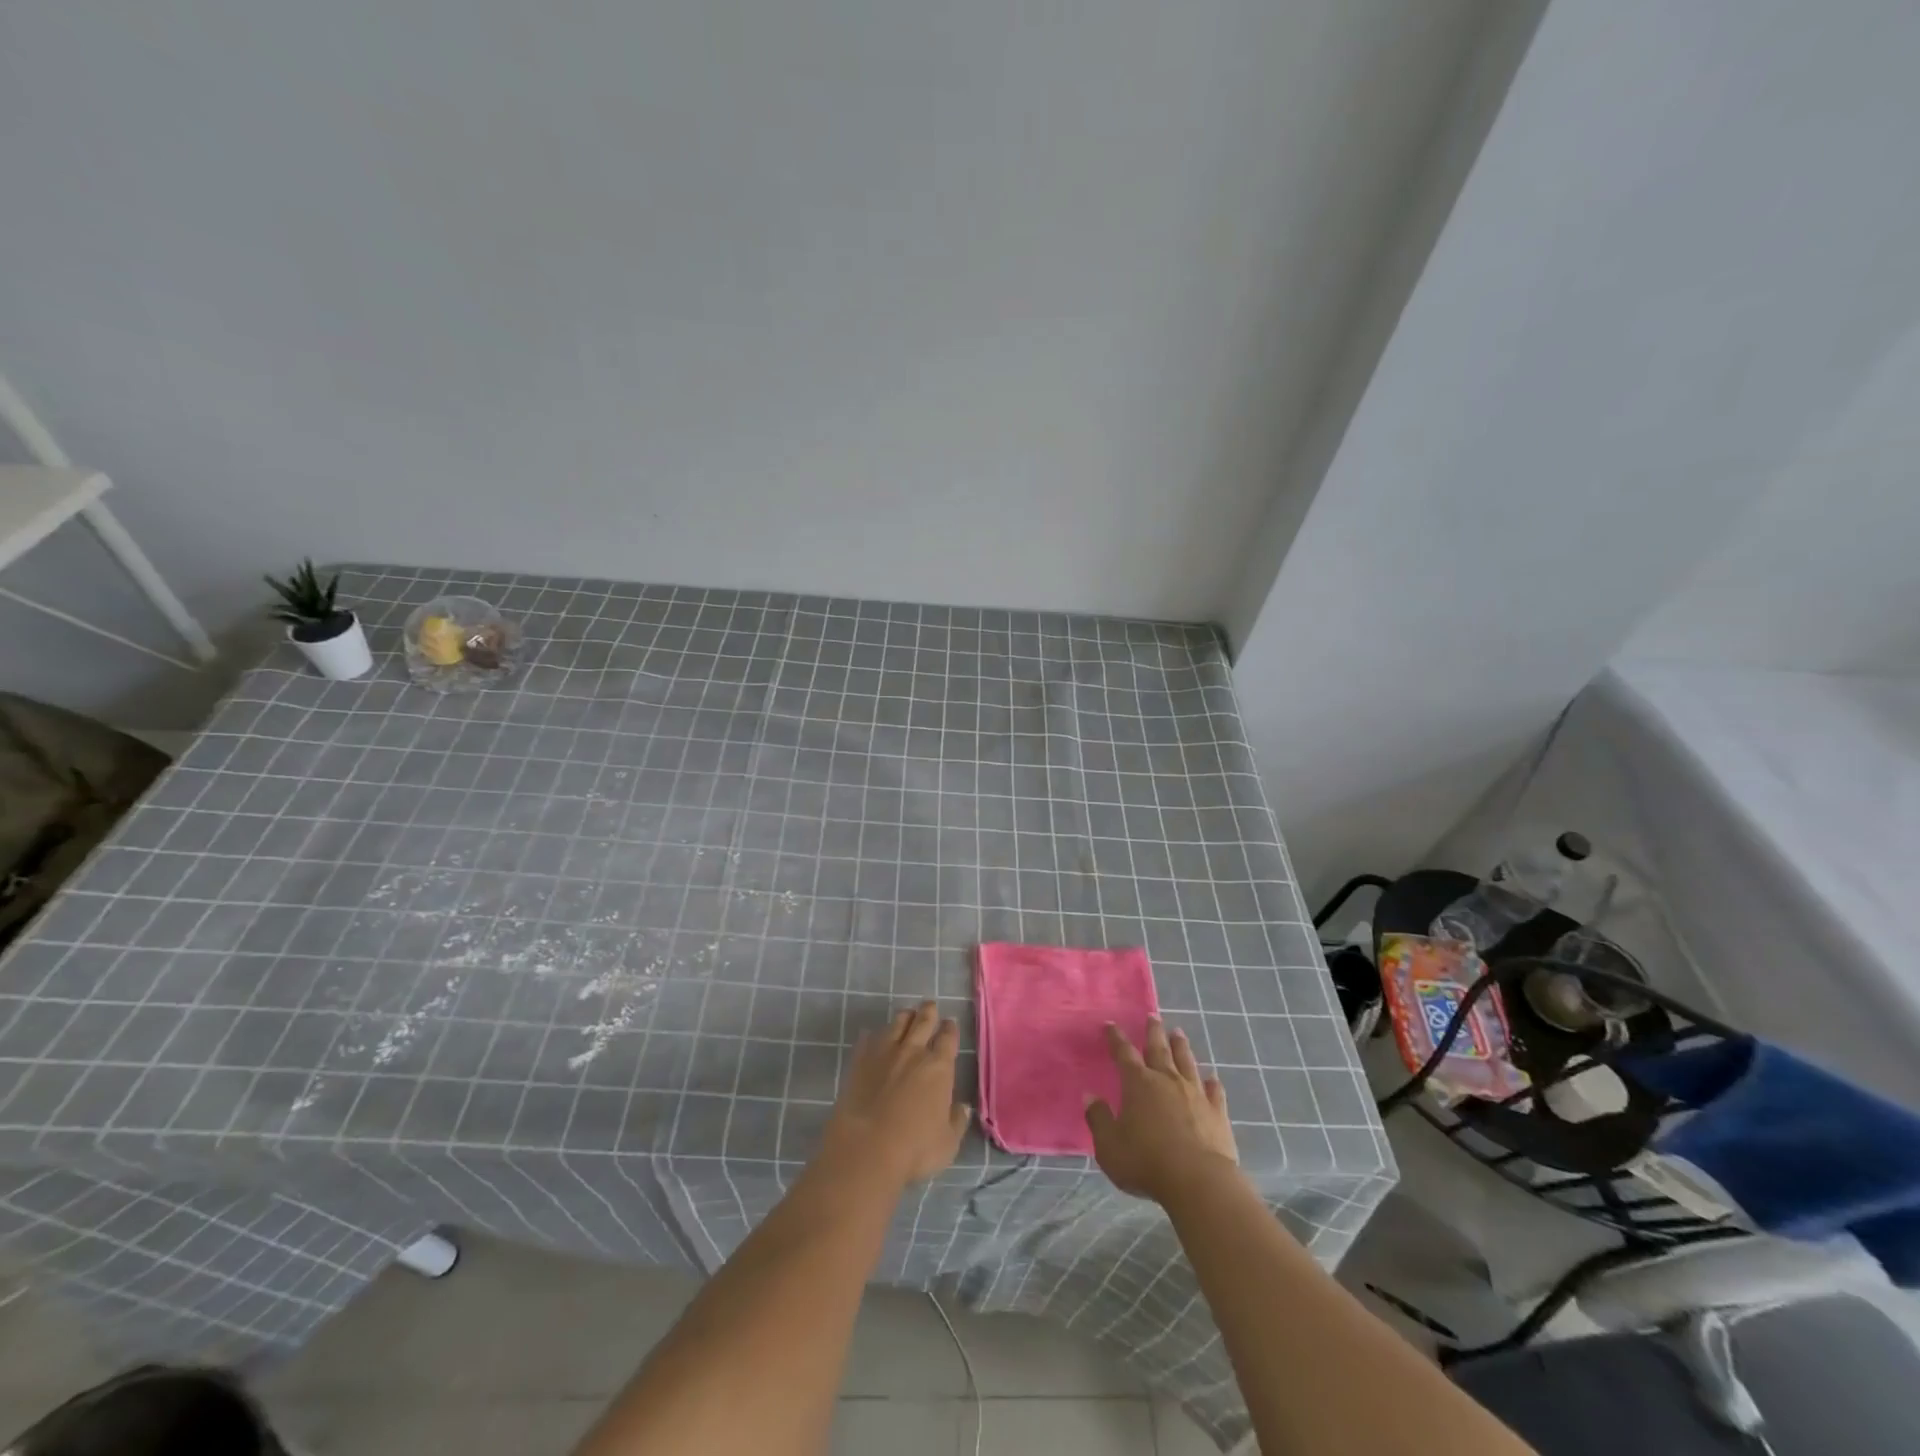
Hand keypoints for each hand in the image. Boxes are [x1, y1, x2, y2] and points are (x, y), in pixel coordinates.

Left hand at [822, 1001, 970, 1184]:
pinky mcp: (860, 1061)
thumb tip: (963, 1107)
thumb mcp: (947, 1143)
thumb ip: (957, 1122)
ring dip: (904, 1017)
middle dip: (928, 1011)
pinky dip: (872, 1036)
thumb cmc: (915, 1149)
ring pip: (897, 1024)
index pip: (948, 1038)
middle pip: (923, 1021)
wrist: (867, 1148)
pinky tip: (871, 1035)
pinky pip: (867, 1040)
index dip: (950, 1029)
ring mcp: (884, 1053)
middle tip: (930, 1005)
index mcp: (939, 1067)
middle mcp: (913, 1052)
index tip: (950, 1023)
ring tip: (907, 1015)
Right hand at [1085, 1018, 1238, 1202]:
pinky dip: (1213, 1083)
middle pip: (1159, 1049)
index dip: (1116, 1038)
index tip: (1110, 1024)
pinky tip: (1213, 1078)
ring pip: (1187, 1062)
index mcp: (1138, 1083)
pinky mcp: (1217, 1113)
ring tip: (1178, 1032)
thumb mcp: (1110, 1146)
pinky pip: (1214, 1091)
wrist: (1198, 1182)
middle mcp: (1167, 1080)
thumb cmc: (1146, 1162)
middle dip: (1153, 1031)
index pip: (1124, 1053)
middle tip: (1153, 1016)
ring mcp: (1195, 1094)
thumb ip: (1098, 1119)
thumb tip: (1089, 1096)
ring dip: (1181, 1047)